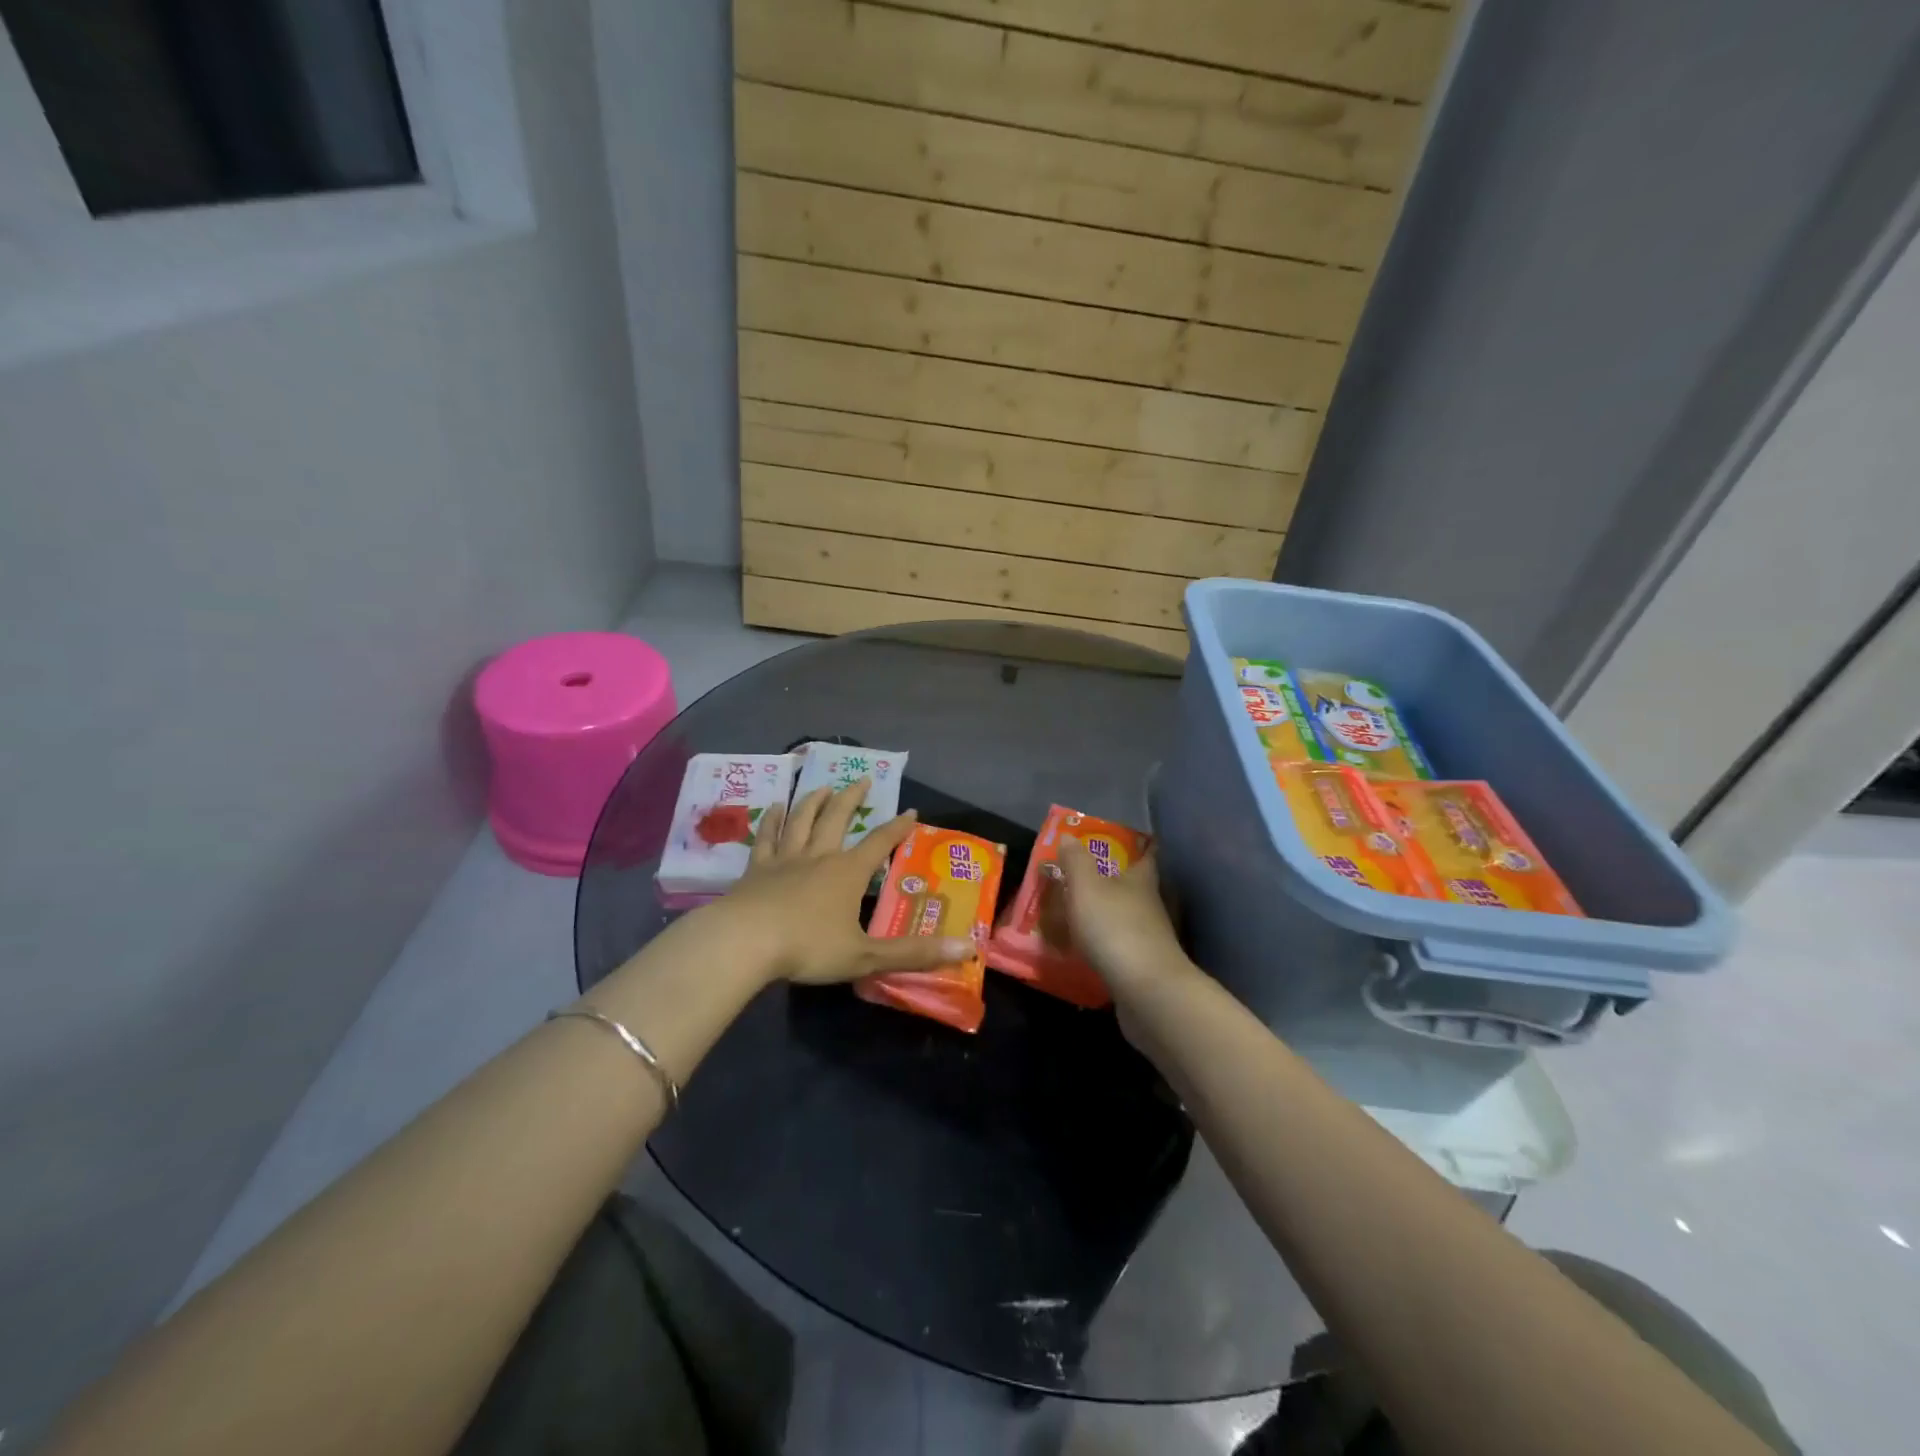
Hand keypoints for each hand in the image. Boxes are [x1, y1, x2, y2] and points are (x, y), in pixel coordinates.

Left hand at [704, 779, 971, 985]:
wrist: (744, 942)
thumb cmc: (808, 948)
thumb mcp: (866, 956)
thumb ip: (914, 954)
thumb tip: (967, 949)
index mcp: (848, 873)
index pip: (880, 843)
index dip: (898, 828)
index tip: (911, 812)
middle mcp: (819, 856)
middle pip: (838, 818)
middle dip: (852, 798)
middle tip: (862, 779)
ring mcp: (784, 859)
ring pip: (802, 820)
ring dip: (814, 801)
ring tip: (822, 786)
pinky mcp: (756, 869)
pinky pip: (766, 837)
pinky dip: (772, 820)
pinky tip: (775, 808)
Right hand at [1058, 839, 1195, 1000]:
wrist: (1146, 991)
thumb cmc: (1114, 927)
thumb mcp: (1087, 886)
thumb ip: (1076, 861)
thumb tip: (1069, 837)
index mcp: (1140, 880)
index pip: (1145, 854)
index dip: (1137, 846)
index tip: (1126, 840)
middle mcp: (1150, 905)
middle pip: (1133, 887)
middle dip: (1112, 881)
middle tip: (1081, 878)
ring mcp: (1149, 938)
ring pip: (1126, 918)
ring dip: (1106, 915)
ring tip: (1075, 915)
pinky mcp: (1143, 967)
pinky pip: (1120, 948)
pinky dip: (1104, 945)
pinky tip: (1084, 951)